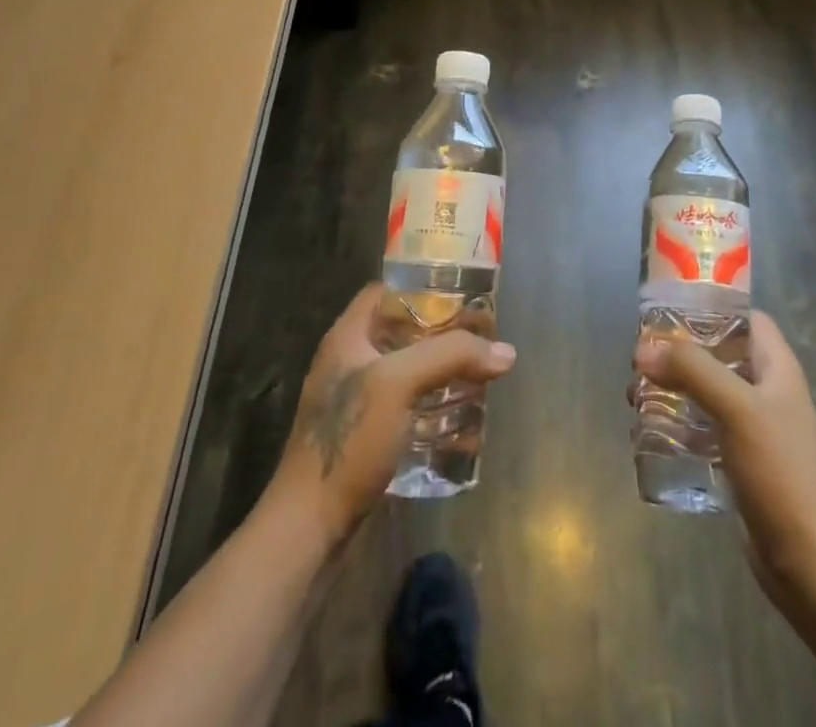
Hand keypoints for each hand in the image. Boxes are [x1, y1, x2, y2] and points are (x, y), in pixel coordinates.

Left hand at [270, 282, 516, 545]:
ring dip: (443, 372)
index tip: (462, 294)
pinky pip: (409, 409)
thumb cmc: (349, 439)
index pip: (385, 291)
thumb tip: (506, 352)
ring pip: (408, 371)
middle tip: (483, 337)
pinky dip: (435, 409)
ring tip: (481, 375)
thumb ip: (452, 356)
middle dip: (443, 333)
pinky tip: (465, 422)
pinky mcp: (367, 437)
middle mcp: (350, 362)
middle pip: (403, 331)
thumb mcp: (399, 383)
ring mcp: (357, 402)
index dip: (421, 287)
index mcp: (348, 337)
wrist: (309, 527)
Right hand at [634, 311, 815, 604]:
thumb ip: (692, 371)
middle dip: (681, 352)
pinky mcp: (742, 461)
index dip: (713, 308)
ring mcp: (756, 428)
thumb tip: (643, 350)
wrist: (806, 559)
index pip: (747, 319)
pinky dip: (680, 423)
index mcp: (777, 368)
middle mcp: (768, 391)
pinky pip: (705, 428)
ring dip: (674, 388)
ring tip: (636, 395)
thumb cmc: (778, 470)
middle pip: (721, 354)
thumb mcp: (736, 408)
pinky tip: (651, 433)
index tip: (670, 312)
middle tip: (642, 358)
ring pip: (709, 392)